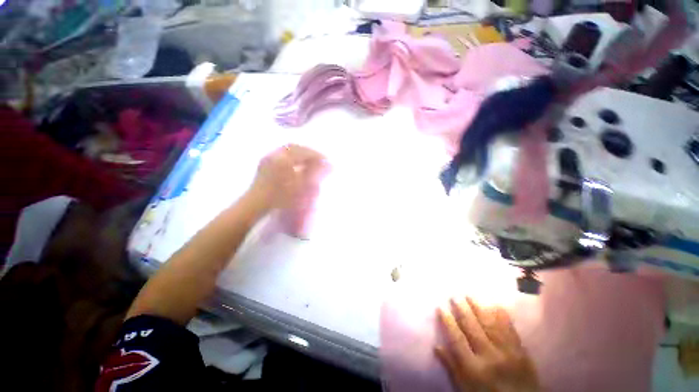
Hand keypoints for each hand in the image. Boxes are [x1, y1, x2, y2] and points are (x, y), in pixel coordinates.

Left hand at [248, 144, 327, 210]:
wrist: (256, 204)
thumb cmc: (280, 197)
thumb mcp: (300, 186)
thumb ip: (313, 173)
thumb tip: (327, 165)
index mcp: (285, 158)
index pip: (304, 152)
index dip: (317, 155)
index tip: (326, 160)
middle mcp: (276, 154)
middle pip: (295, 147)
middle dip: (308, 151)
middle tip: (318, 159)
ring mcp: (269, 157)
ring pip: (287, 149)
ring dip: (299, 153)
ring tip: (308, 161)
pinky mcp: (265, 162)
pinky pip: (281, 153)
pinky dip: (291, 155)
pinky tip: (295, 164)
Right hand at [436, 297, 539, 391]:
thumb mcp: (465, 389)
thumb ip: (452, 368)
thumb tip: (436, 346)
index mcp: (474, 367)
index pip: (457, 339)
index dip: (448, 321)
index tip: (441, 307)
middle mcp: (489, 357)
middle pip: (473, 328)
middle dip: (462, 310)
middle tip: (455, 296)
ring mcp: (507, 353)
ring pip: (490, 325)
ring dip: (479, 308)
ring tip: (470, 295)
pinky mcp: (522, 352)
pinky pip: (510, 330)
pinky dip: (502, 317)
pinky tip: (496, 305)